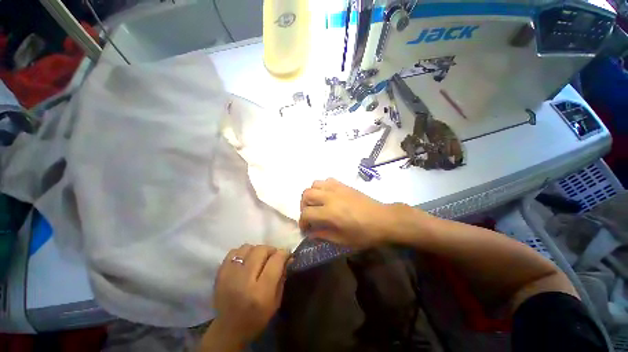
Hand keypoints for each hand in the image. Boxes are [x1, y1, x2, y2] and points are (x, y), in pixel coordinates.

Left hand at [206, 245, 289, 349]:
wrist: (228, 329)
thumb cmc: (256, 318)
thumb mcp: (276, 301)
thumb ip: (282, 276)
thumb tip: (288, 257)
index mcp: (261, 292)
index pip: (276, 260)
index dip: (284, 253)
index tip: (286, 254)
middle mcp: (245, 280)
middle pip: (261, 250)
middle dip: (271, 250)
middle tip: (272, 257)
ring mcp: (230, 275)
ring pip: (248, 247)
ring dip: (256, 250)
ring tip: (258, 259)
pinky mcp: (220, 273)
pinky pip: (234, 251)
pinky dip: (242, 252)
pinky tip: (245, 261)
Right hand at [298, 178, 412, 247]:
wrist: (383, 219)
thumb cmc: (364, 233)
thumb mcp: (343, 240)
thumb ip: (323, 235)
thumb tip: (310, 233)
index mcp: (329, 213)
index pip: (306, 213)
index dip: (302, 222)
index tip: (306, 229)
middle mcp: (330, 197)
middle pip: (306, 195)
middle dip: (303, 206)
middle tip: (309, 215)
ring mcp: (337, 188)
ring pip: (314, 184)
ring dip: (311, 194)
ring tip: (316, 203)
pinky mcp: (343, 184)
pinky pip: (327, 180)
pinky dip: (322, 187)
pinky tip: (327, 195)